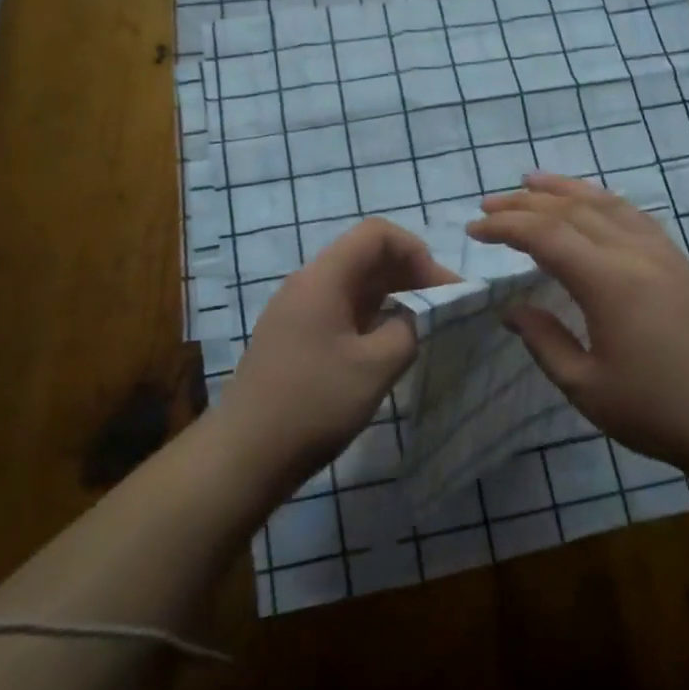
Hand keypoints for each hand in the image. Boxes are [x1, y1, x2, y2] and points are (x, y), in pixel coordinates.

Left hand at [217, 218, 456, 483]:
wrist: (245, 454)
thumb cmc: (313, 404)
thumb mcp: (375, 367)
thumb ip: (408, 330)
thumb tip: (418, 316)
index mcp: (323, 279)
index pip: (377, 234)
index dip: (416, 252)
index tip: (441, 289)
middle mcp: (309, 285)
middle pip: (367, 257)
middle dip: (410, 273)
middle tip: (444, 308)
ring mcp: (299, 312)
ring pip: (356, 285)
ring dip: (394, 296)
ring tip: (424, 325)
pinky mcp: (297, 338)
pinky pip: (343, 310)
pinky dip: (374, 317)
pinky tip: (391, 345)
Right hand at [466, 174, 688, 477]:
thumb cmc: (659, 411)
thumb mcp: (587, 387)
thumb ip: (545, 342)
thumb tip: (512, 310)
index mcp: (608, 282)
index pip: (546, 236)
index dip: (505, 227)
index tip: (473, 230)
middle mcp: (635, 254)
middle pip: (573, 211)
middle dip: (526, 203)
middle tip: (489, 204)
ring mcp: (664, 254)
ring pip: (607, 204)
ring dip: (566, 189)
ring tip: (533, 181)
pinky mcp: (681, 264)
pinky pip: (634, 216)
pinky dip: (603, 202)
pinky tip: (593, 205)